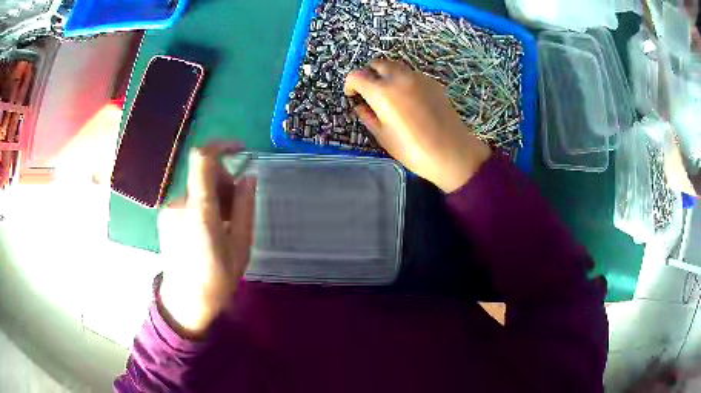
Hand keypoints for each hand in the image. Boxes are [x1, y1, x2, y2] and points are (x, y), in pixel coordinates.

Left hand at [157, 143, 255, 336]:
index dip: (222, 145)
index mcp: (200, 211)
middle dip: (224, 182)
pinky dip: (202, 204)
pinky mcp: (165, 216)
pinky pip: (189, 198)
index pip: (203, 158)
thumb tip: (249, 177)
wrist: (184, 302)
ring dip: (214, 196)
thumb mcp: (241, 246)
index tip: (241, 150)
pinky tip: (208, 229)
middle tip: (237, 210)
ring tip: (224, 225)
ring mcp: (169, 209)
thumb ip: (245, 208)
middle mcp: (180, 203)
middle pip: (204, 173)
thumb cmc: (217, 279)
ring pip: (197, 187)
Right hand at [344, 59, 490, 192]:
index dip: (350, 85)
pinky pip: (412, 74)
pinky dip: (403, 80)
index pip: (356, 76)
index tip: (353, 95)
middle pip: (377, 64)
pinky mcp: (432, 82)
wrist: (451, 152)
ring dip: (387, 75)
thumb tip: (361, 106)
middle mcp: (398, 78)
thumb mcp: (383, 136)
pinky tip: (409, 99)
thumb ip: (368, 117)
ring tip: (390, 94)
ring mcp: (418, 77)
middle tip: (370, 92)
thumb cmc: (412, 149)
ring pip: (395, 66)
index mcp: (381, 92)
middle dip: (369, 75)